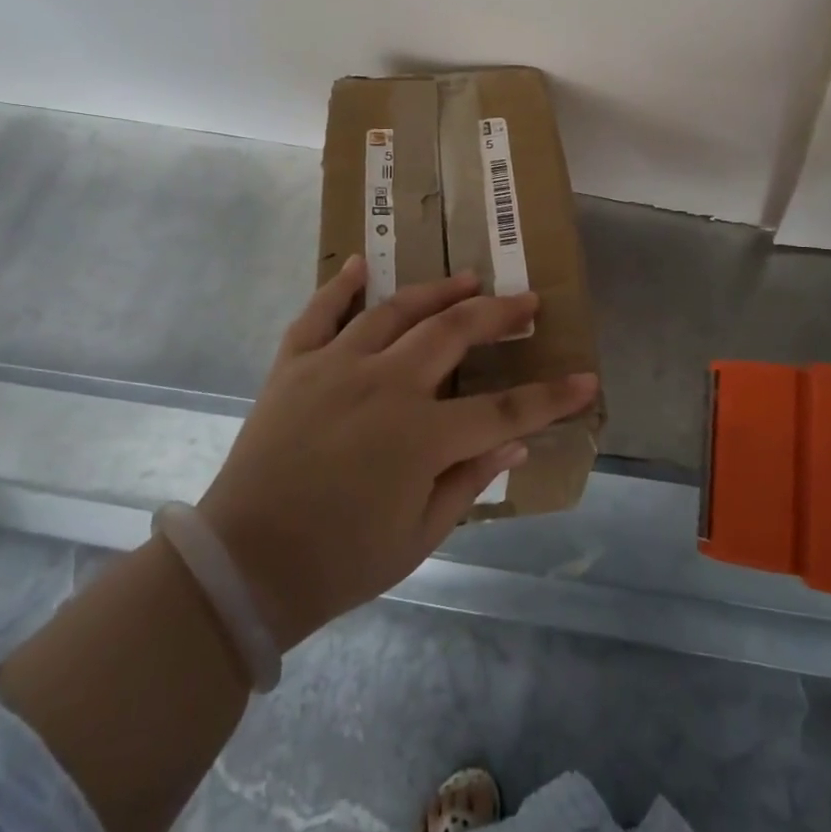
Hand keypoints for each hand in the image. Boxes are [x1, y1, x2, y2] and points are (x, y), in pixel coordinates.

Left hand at [196, 257, 597, 650]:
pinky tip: (360, 264)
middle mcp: (384, 385)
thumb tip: (516, 442)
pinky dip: (340, 285)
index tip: (586, 379)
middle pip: (454, 334)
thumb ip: (469, 481)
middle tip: (526, 301)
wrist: (243, 567)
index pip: (504, 409)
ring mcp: (336, 367)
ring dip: (437, 290)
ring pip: (396, 310)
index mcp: (420, 436)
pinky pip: (319, 313)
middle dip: (498, 315)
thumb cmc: (339, 563)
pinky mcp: (295, 365)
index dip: (551, 397)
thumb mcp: (418, 537)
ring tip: (468, 277)